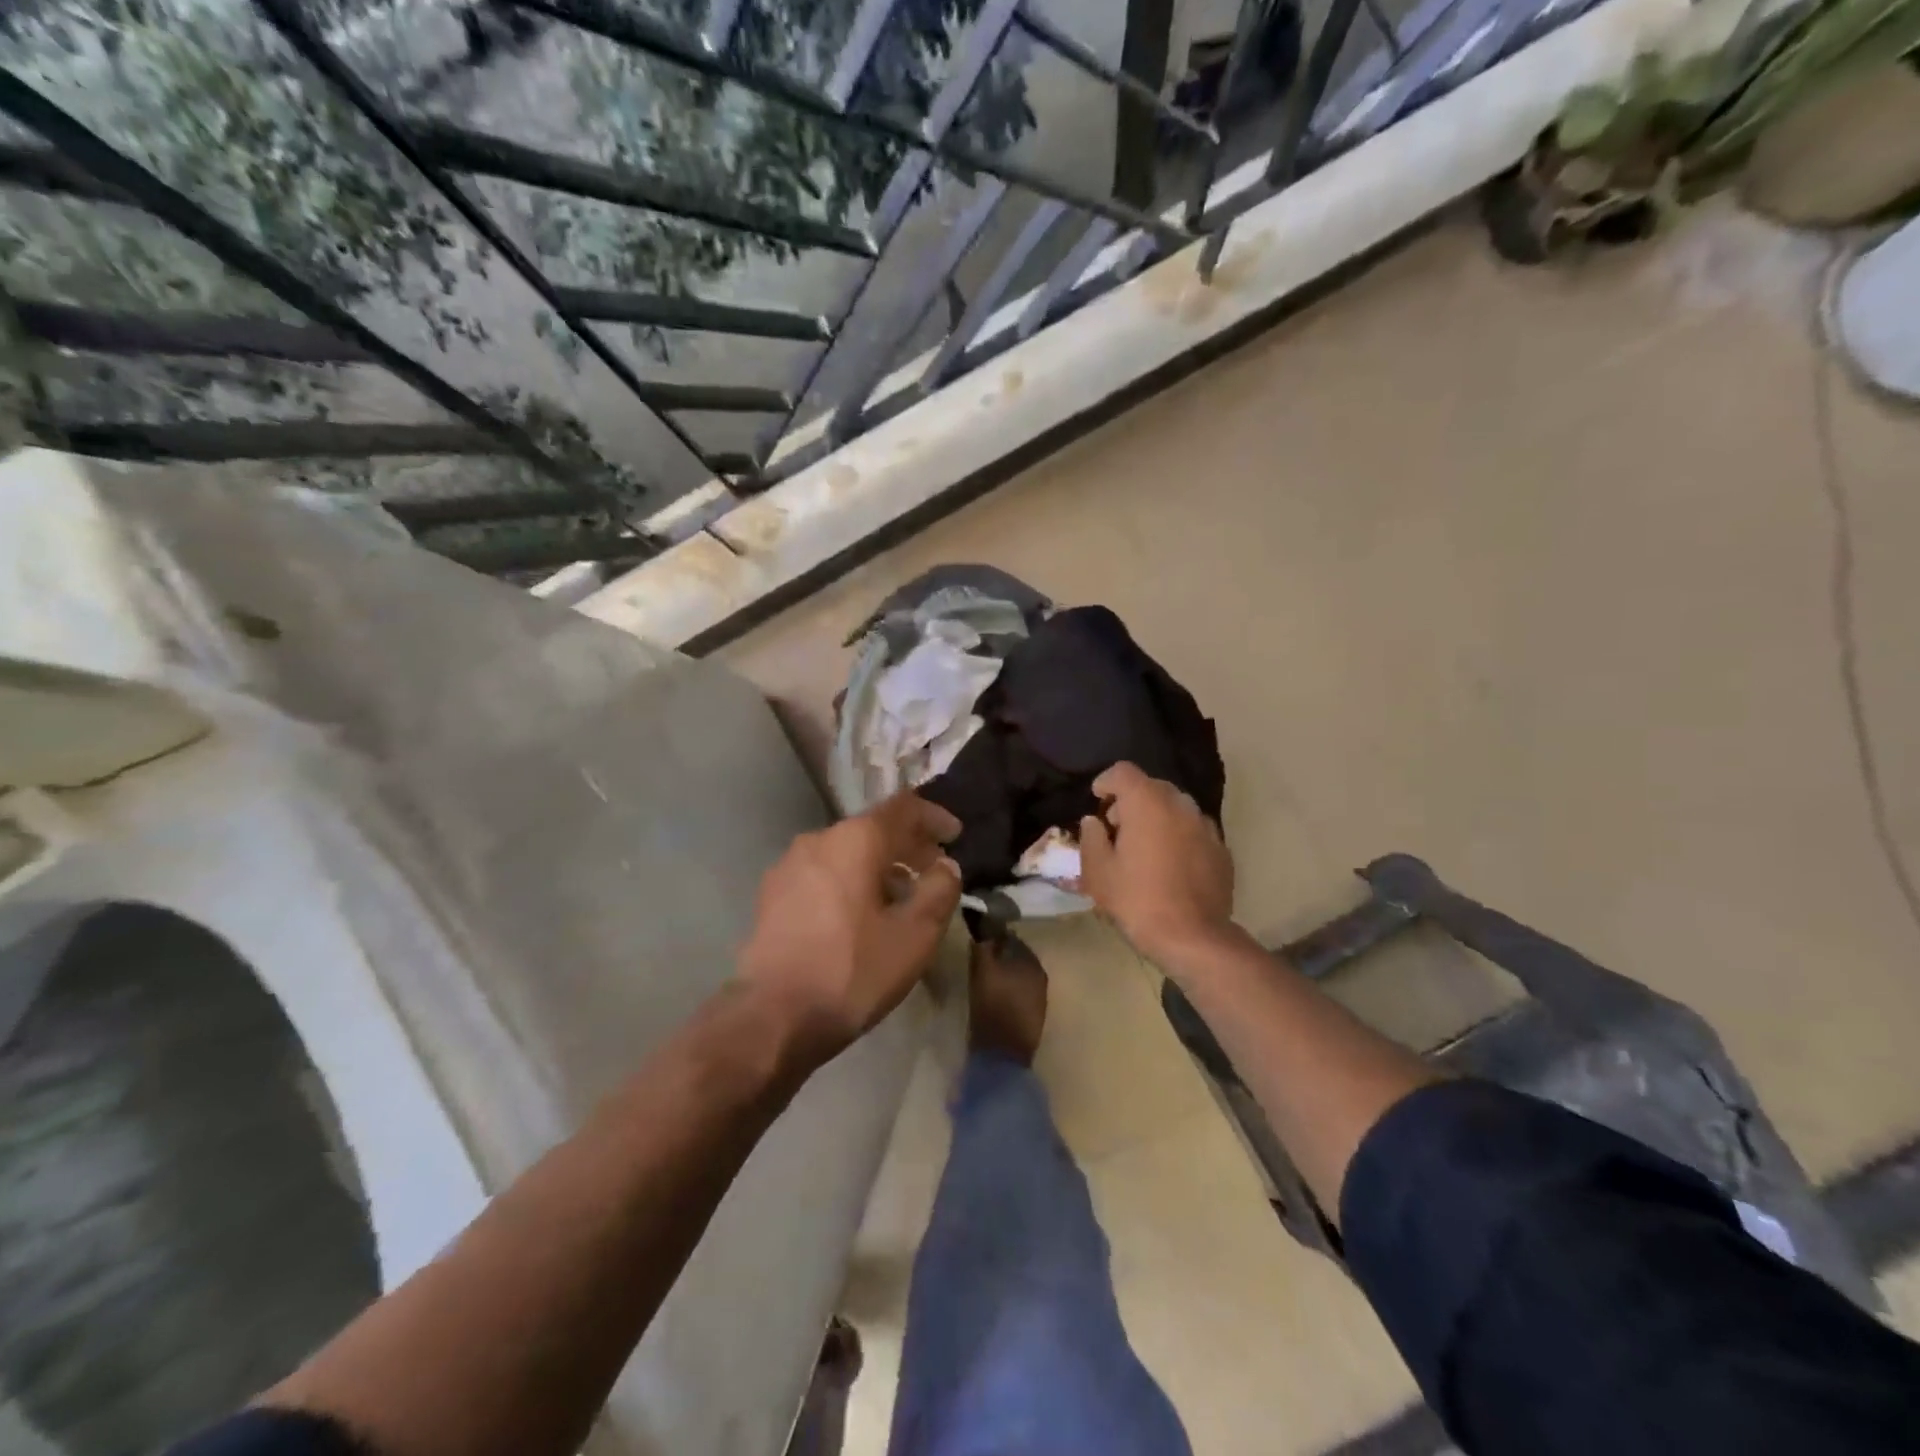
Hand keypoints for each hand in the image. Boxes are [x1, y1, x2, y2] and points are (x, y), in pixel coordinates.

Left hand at [738, 792, 961, 1061]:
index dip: (934, 816)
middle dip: (908, 845)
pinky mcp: (772, 894)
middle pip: (872, 827)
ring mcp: (789, 865)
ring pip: (846, 851)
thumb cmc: (851, 972)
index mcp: (855, 840)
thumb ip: (939, 891)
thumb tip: (946, 866)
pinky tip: (860, 915)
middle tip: (934, 870)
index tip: (956, 835)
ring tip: (900, 896)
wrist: (771, 1018)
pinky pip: (823, 872)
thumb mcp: (914, 936)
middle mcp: (818, 839)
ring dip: (878, 865)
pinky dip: (850, 880)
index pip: (903, 807)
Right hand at [1079, 763, 1234, 963]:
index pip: (1123, 771)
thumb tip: (1094, 822)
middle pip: (1152, 786)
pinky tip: (1170, 865)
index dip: (1106, 781)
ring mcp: (1205, 825)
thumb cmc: (1137, 900)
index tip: (1096, 800)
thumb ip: (1091, 838)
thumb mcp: (1097, 872)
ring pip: (1175, 808)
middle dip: (1131, 800)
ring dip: (1157, 817)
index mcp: (1147, 802)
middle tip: (1116, 829)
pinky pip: (1193, 830)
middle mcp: (1179, 804)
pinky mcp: (1221, 848)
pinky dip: (1178, 836)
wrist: (1193, 937)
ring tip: (1144, 847)